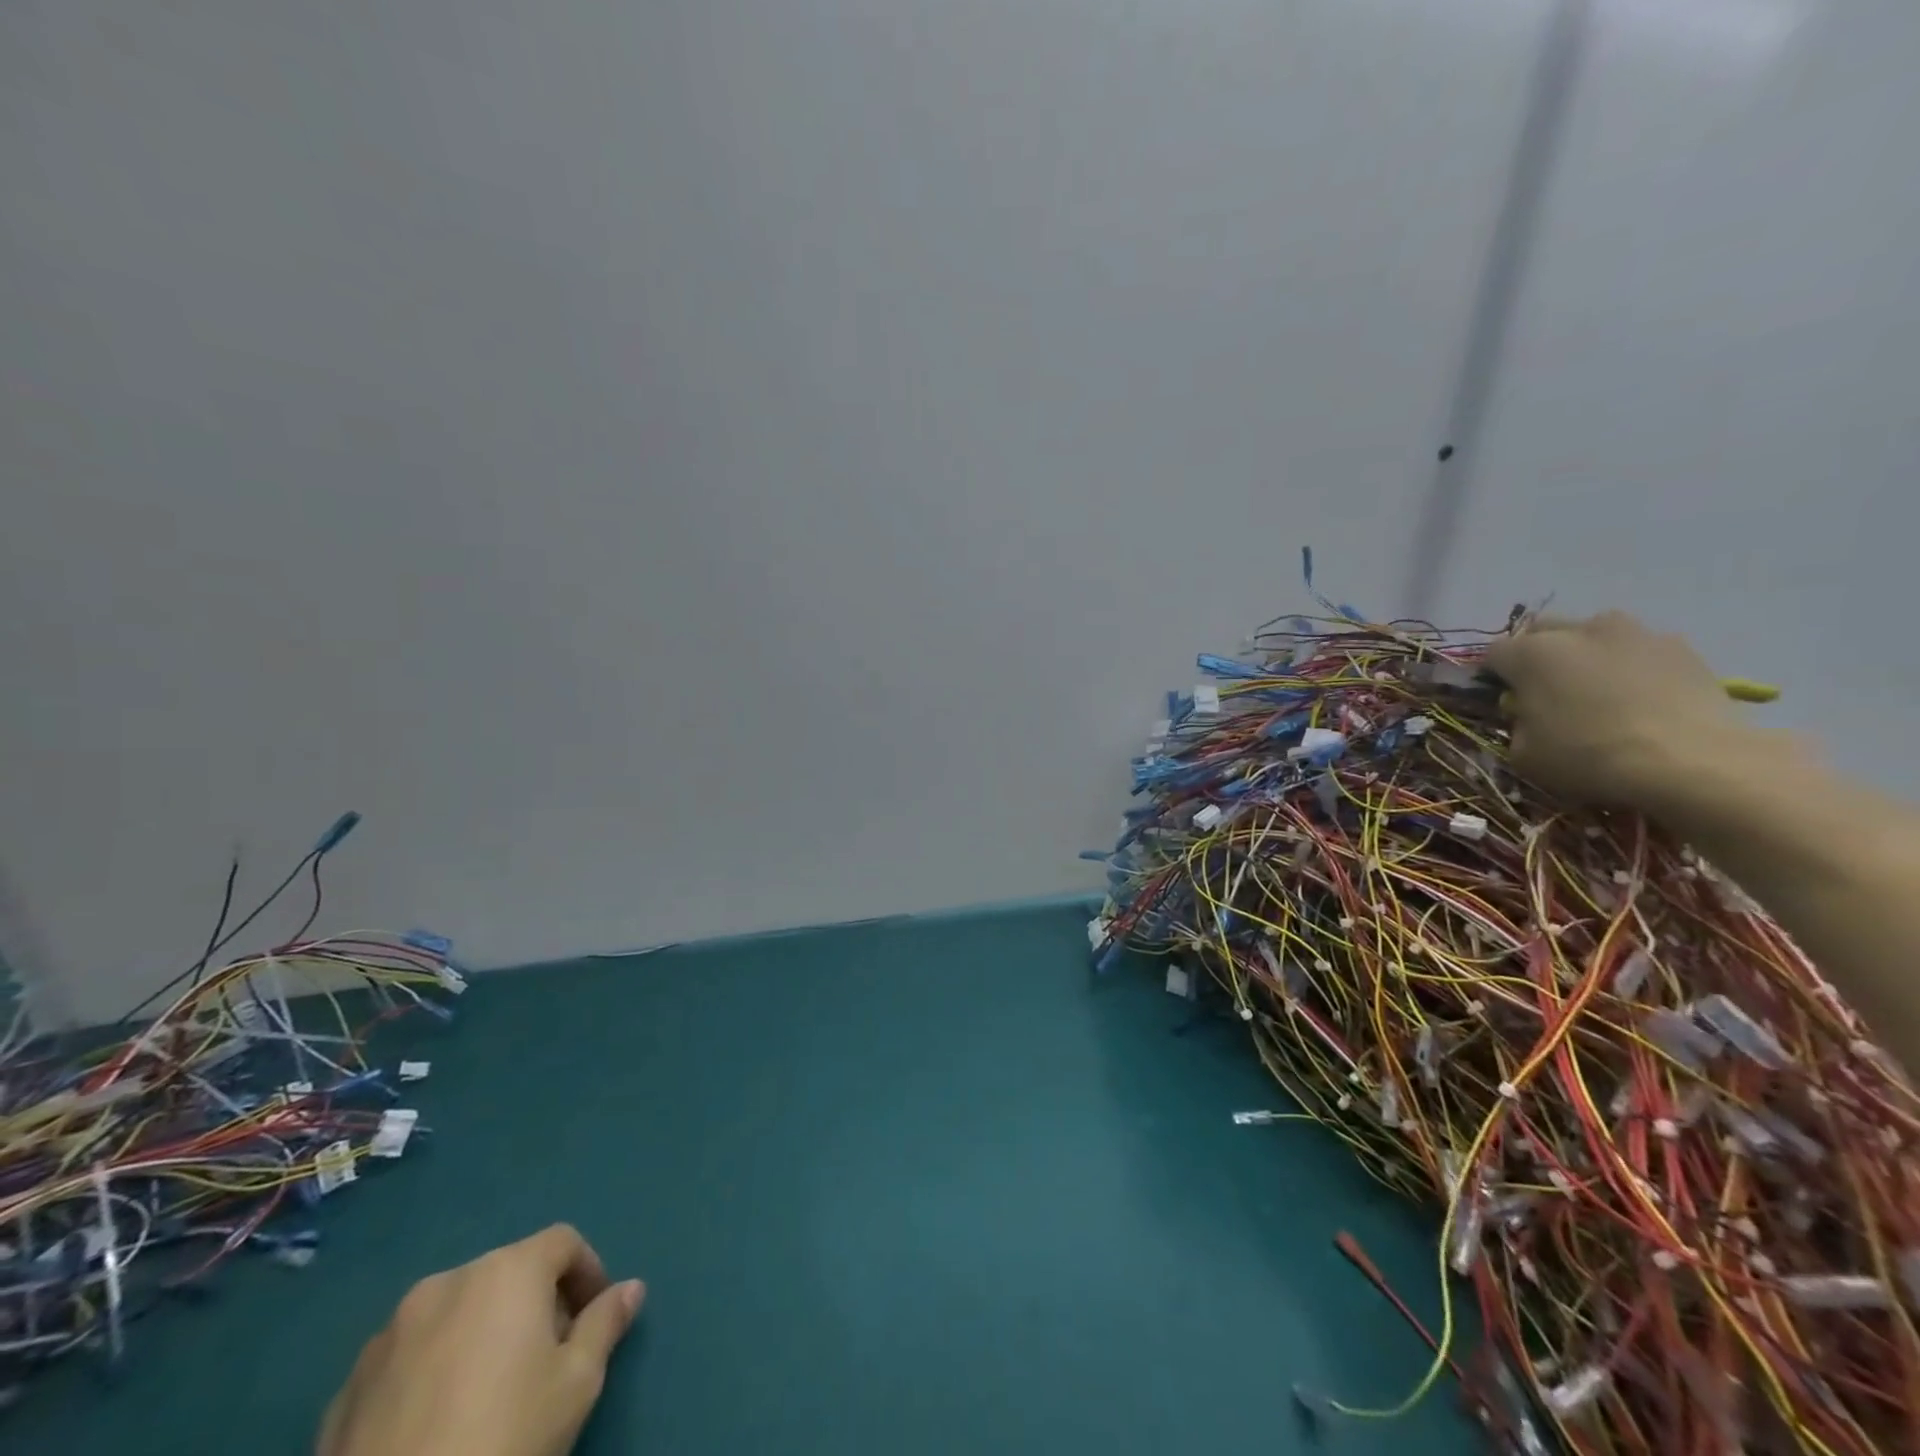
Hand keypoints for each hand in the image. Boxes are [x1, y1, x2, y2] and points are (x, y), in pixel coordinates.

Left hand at [317, 1224, 644, 1455]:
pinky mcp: (346, 1387)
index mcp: (507, 1270)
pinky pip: (408, 1356)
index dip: (588, 1272)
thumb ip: (605, 1323)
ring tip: (490, 1392)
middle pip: (508, 1274)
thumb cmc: (506, 1436)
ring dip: (481, 1334)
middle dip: (535, 1304)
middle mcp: (448, 1282)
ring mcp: (388, 1333)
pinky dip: (432, 1370)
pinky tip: (436, 1423)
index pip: (563, 1242)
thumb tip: (631, 1288)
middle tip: (549, 1358)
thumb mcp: (578, 1381)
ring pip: (455, 1312)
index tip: (595, 1317)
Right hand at [1483, 611, 1744, 809]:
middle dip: (1540, 654)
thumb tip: (1529, 713)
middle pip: (1544, 631)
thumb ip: (1518, 723)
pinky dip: (1634, 667)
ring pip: (1596, 635)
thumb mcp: (1523, 753)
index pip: (1494, 654)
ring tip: (1602, 691)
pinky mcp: (1682, 646)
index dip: (1495, 677)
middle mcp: (1578, 630)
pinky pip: (1641, 650)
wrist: (1691, 761)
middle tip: (1549, 690)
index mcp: (1531, 653)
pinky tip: (1643, 700)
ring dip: (1589, 655)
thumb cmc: (1588, 757)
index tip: (1506, 700)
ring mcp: (1635, 633)